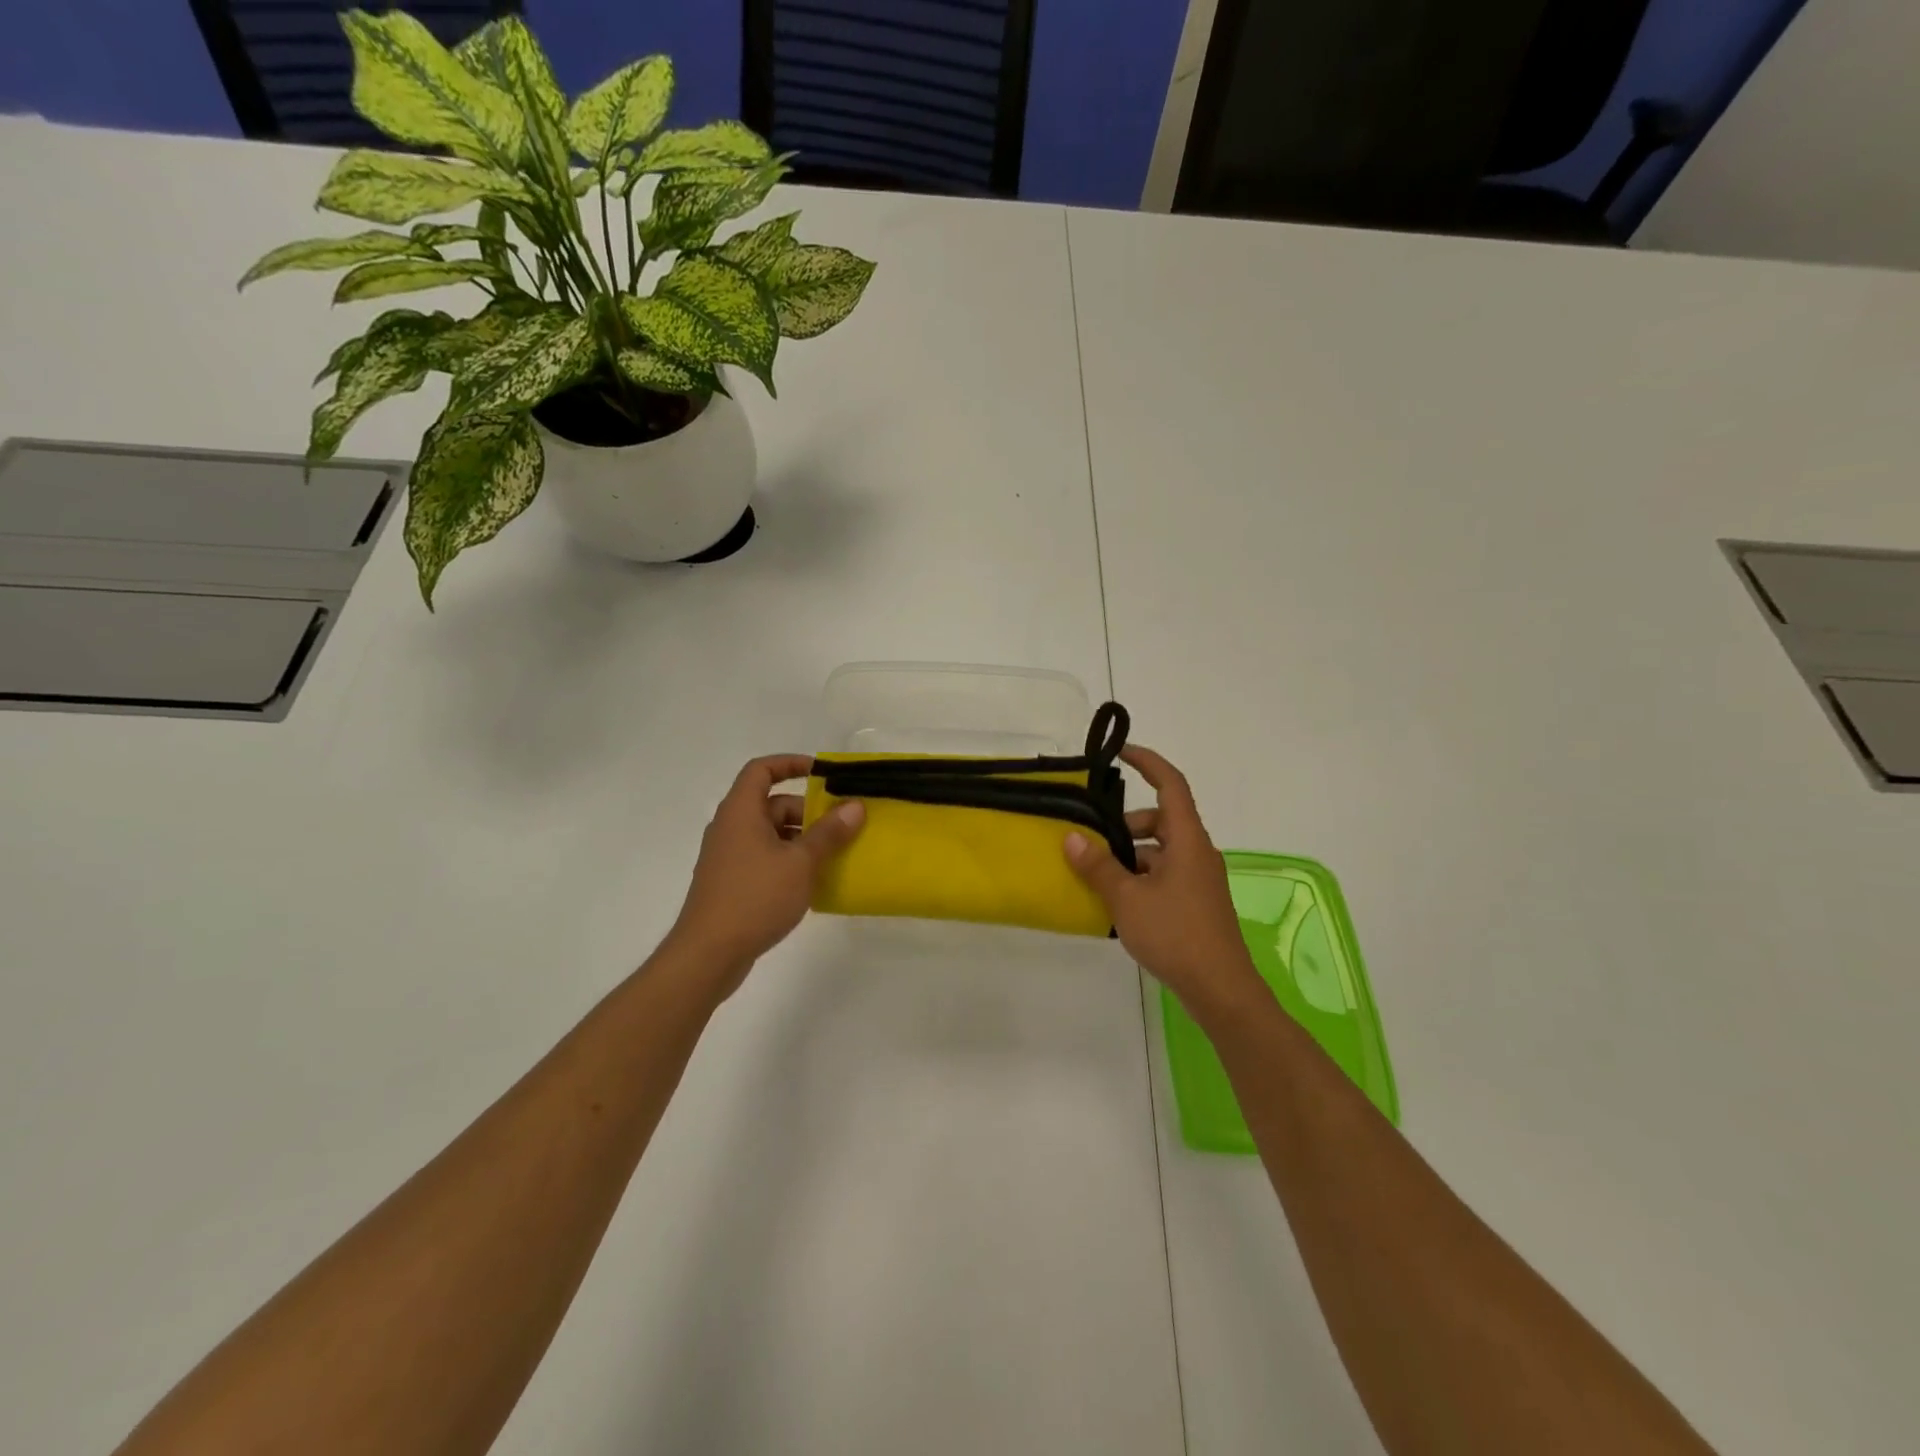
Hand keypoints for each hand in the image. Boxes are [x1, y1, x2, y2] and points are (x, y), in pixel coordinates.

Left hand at [667, 754, 864, 994]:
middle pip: (771, 804)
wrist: (708, 954)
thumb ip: (829, 832)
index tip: (822, 772)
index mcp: (740, 812)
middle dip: (807, 811)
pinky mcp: (730, 883)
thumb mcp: (801, 862)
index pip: (761, 770)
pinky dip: (787, 861)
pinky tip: (811, 883)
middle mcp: (730, 827)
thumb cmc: (755, 897)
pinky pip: (764, 858)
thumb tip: (854, 805)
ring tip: (832, 856)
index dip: (790, 764)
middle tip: (840, 826)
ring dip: (800, 839)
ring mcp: (728, 857)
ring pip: (769, 834)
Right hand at [1063, 745, 1263, 1024]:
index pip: (1171, 785)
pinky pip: (1164, 875)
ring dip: (1130, 855)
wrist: (1220, 989)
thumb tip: (1072, 838)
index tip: (1121, 753)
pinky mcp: (1196, 903)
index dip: (1148, 763)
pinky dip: (1140, 878)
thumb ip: (1098, 866)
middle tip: (1093, 838)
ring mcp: (1199, 880)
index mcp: (1187, 840)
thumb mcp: (1127, 898)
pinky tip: (1117, 902)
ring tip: (1097, 876)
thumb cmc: (1176, 934)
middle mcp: (1197, 853)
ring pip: (1160, 851)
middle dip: (1126, 823)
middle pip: (1161, 820)